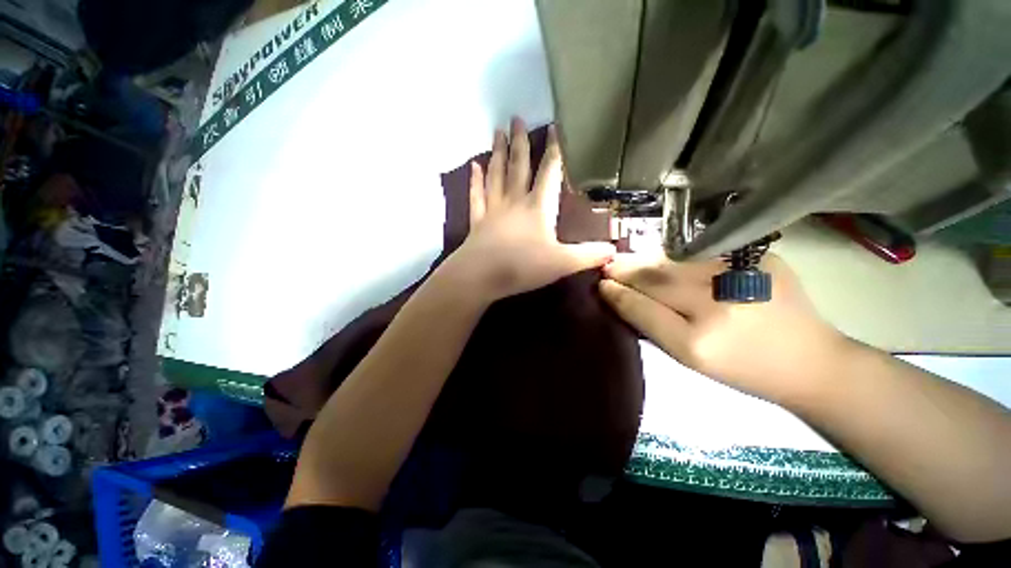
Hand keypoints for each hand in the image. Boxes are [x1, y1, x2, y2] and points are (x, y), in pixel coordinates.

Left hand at [444, 118, 615, 302]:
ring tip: (497, 130)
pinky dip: (475, 180)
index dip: (554, 149)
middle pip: (519, 166)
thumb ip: (589, 255)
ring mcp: (493, 209)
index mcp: (538, 207)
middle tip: (516, 117)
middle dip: (520, 142)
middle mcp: (515, 201)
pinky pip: (476, 195)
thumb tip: (615, 251)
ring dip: (498, 153)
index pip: (549, 171)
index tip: (554, 126)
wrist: (482, 276)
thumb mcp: (563, 263)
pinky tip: (474, 165)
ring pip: (496, 175)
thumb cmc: (523, 266)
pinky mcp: (477, 221)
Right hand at [599, 253, 846, 404]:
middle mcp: (716, 303)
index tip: (599, 285)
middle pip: (653, 277)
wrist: (810, 359)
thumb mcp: (689, 359)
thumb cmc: (742, 368)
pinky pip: (698, 254)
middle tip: (607, 268)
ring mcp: (738, 274)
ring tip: (628, 264)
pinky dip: (674, 258)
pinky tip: (665, 262)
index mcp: (697, 342)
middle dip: (624, 270)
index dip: (616, 293)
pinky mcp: (756, 256)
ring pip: (671, 261)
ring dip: (644, 261)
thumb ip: (650, 325)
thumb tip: (618, 296)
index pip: (640, 307)